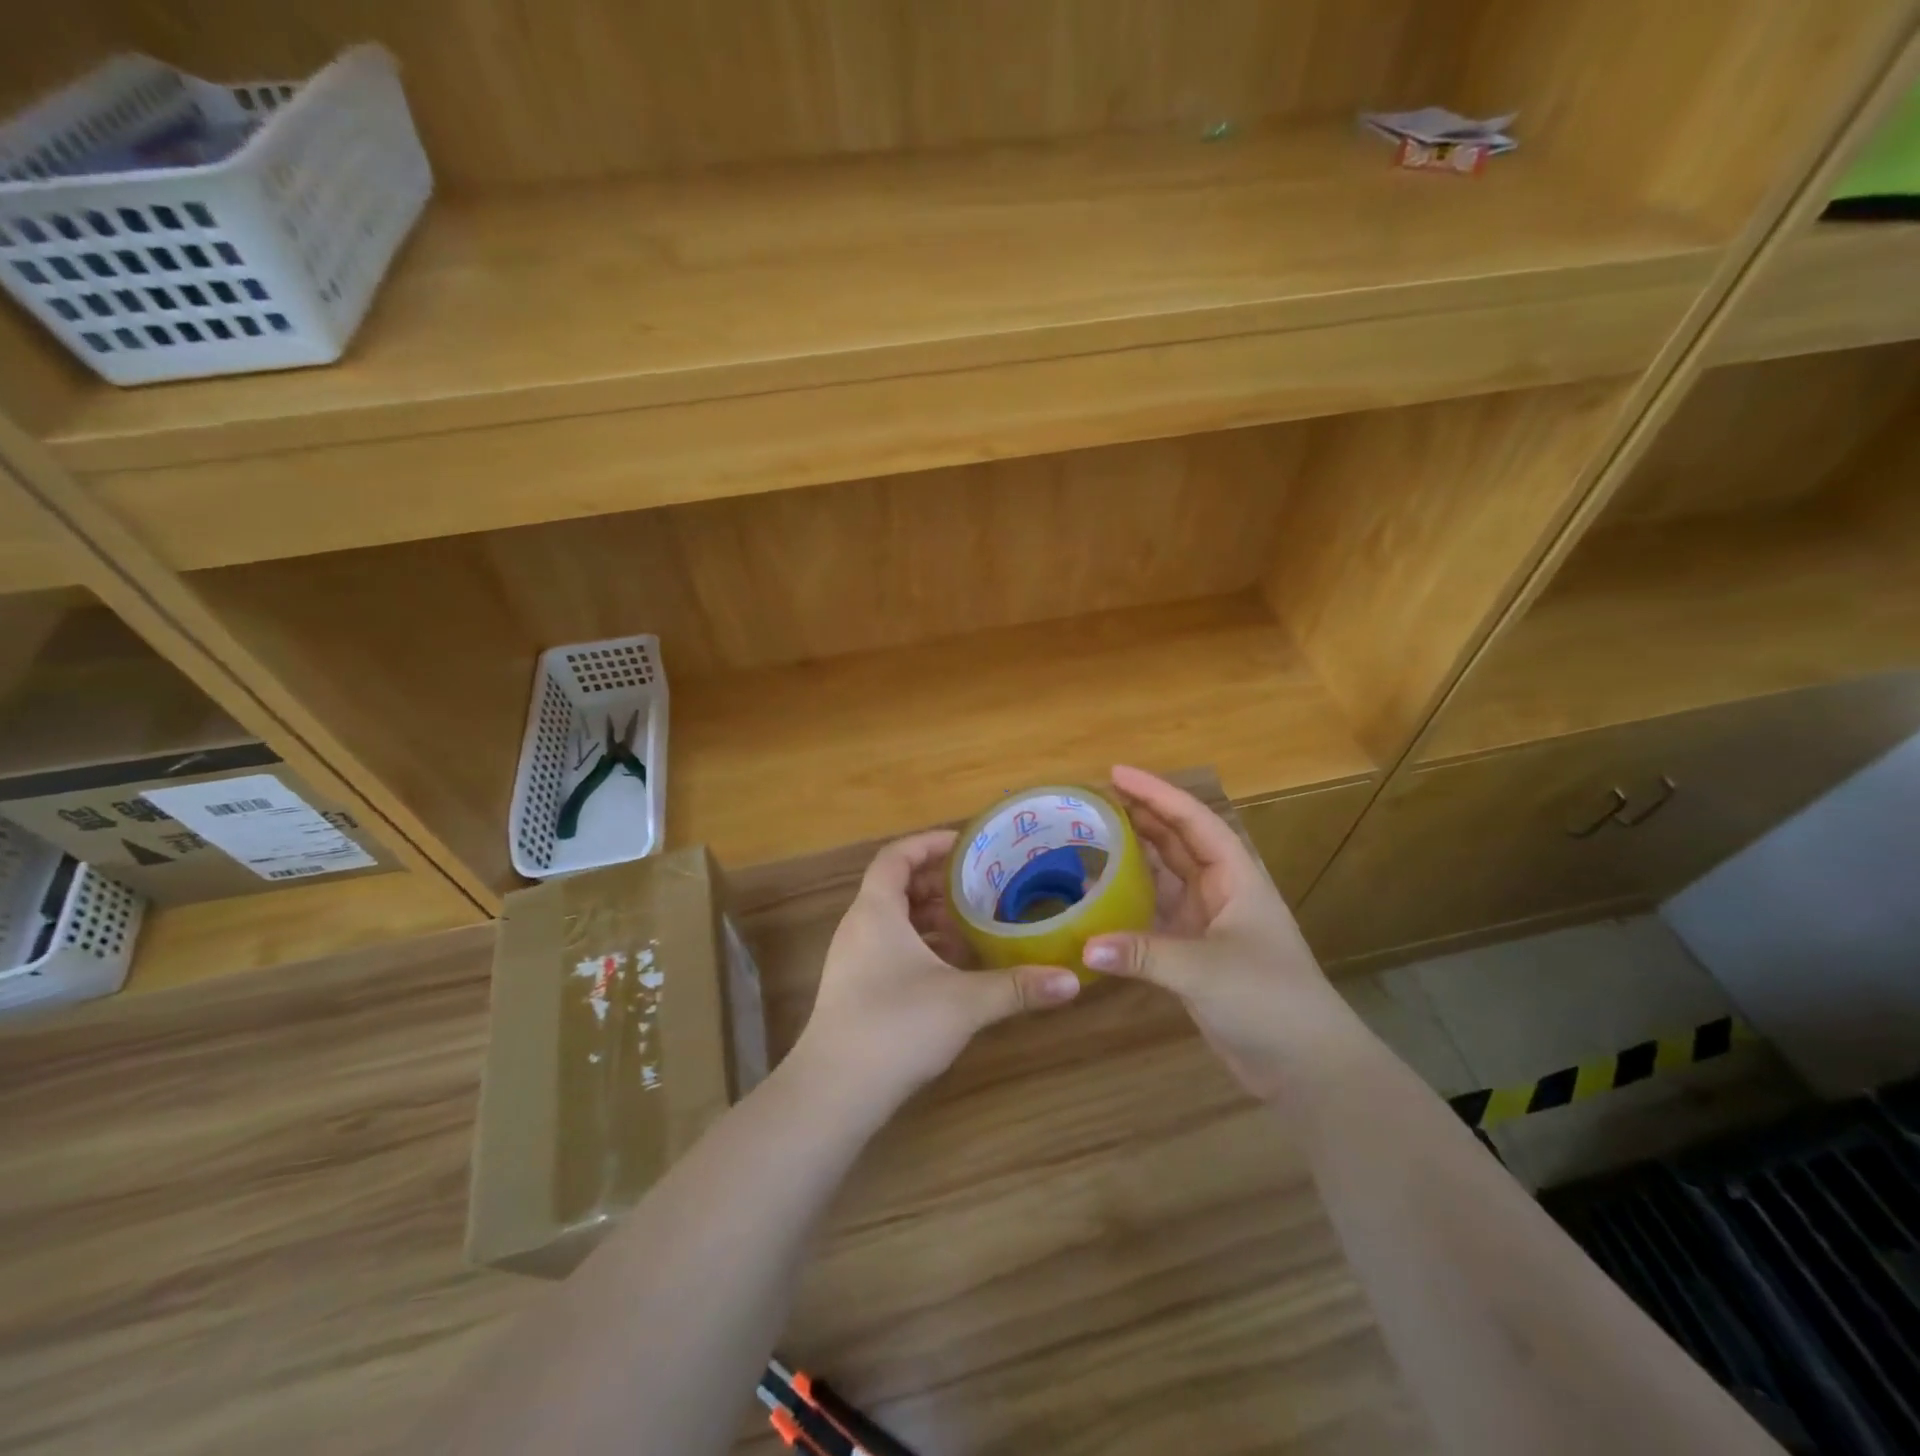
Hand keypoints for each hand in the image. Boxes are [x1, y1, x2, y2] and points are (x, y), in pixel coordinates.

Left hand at [790, 829, 1082, 1106]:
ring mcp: (852, 960)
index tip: (965, 844)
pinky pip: (888, 949)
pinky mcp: (854, 990)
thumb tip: (1071, 981)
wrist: (833, 1092)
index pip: (896, 856)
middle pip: (896, 887)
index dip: (928, 843)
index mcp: (876, 911)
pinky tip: (951, 969)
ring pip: (893, 922)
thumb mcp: (965, 1002)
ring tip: (972, 925)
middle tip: (979, 886)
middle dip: (937, 883)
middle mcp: (859, 927)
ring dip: (929, 918)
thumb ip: (1017, 988)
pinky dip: (919, 947)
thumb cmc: (896, 1026)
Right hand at [1082, 766, 1349, 1100]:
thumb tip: (1084, 946)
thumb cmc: (1270, 1000)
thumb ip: (1143, 954)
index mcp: (1237, 878)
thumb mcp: (1205, 970)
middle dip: (1141, 817)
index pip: (1193, 821)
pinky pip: (1154, 916)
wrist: (1307, 1066)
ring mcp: (1207, 924)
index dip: (1156, 793)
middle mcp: (1221, 892)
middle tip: (1094, 800)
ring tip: (1090, 838)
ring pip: (1164, 877)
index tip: (1116, 774)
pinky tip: (1097, 900)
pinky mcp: (1193, 955)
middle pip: (1177, 842)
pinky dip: (1127, 905)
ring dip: (1132, 858)